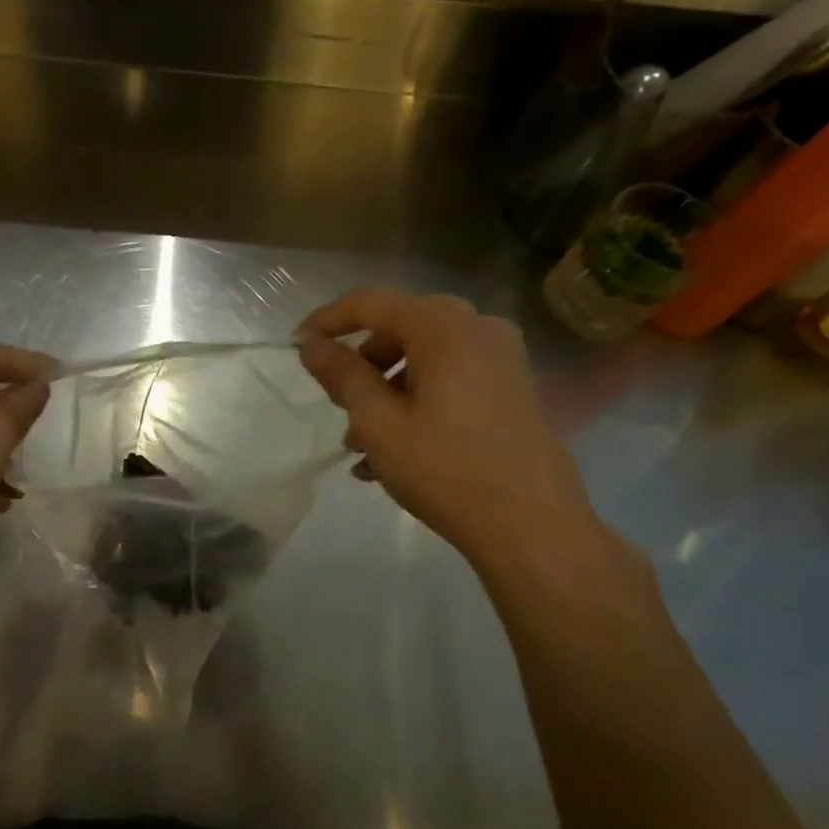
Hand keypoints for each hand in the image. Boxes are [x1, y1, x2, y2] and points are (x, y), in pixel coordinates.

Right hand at [297, 289, 600, 570]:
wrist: (531, 525)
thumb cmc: (445, 469)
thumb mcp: (379, 423)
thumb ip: (343, 376)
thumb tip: (312, 345)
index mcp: (445, 328)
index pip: (371, 303)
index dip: (327, 321)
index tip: (297, 347)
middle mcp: (478, 329)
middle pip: (400, 328)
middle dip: (360, 364)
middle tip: (337, 404)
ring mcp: (501, 360)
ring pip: (424, 358)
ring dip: (385, 391)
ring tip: (360, 445)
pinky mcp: (511, 389)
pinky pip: (450, 380)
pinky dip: (416, 402)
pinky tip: (393, 453)